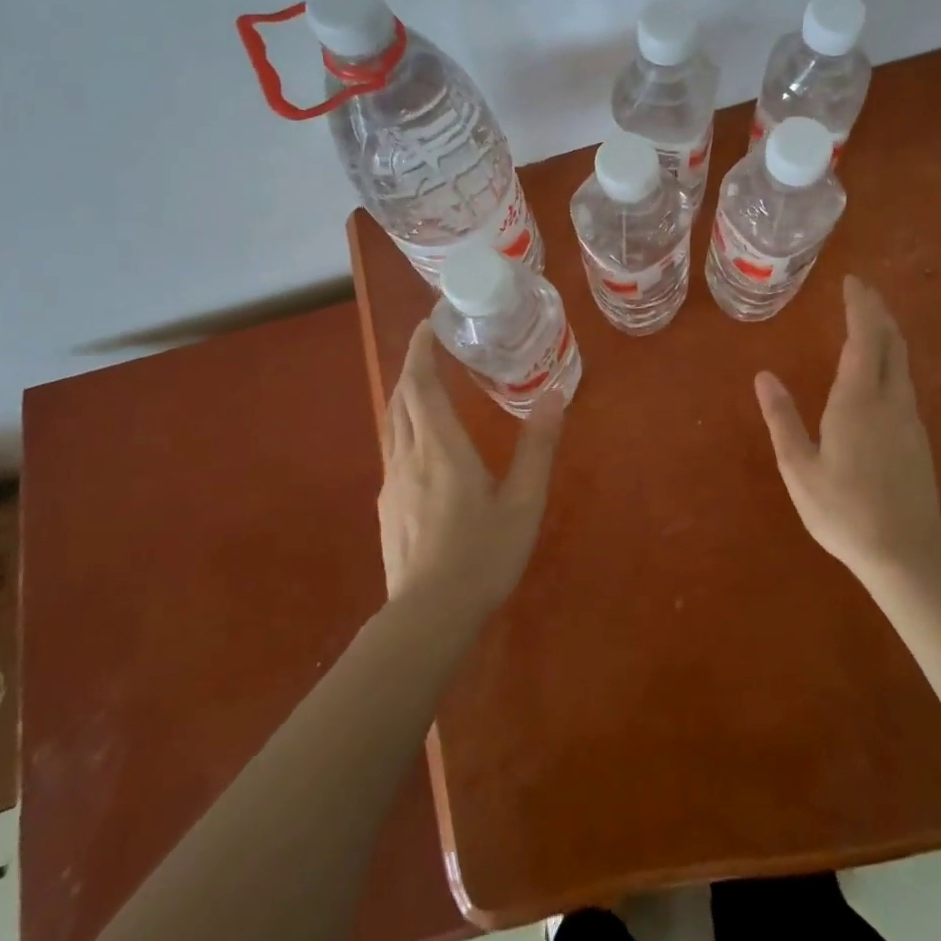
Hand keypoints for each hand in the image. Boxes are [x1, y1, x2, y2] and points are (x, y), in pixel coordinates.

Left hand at [378, 321, 564, 618]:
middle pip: (401, 397)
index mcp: (441, 446)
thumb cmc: (482, 555)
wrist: (427, 617)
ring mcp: (392, 481)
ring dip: (407, 396)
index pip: (420, 382)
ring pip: (393, 423)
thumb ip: (538, 446)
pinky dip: (406, 427)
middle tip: (433, 348)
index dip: (420, 348)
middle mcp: (408, 454)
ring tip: (429, 388)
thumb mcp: (523, 501)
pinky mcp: (386, 506)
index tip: (427, 323)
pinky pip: (393, 449)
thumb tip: (554, 393)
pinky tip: (425, 447)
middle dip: (413, 366)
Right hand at [755, 276, 940, 580]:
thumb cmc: (843, 511)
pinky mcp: (917, 436)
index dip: (860, 306)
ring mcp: (909, 418)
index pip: (864, 338)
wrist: (905, 552)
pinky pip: (904, 381)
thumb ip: (782, 418)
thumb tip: (763, 376)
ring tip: (869, 320)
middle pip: (891, 341)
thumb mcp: (799, 467)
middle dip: (877, 311)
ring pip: (902, 361)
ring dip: (886, 333)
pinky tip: (879, 370)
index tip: (852, 281)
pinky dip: (891, 358)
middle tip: (860, 290)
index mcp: (857, 401)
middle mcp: (889, 400)